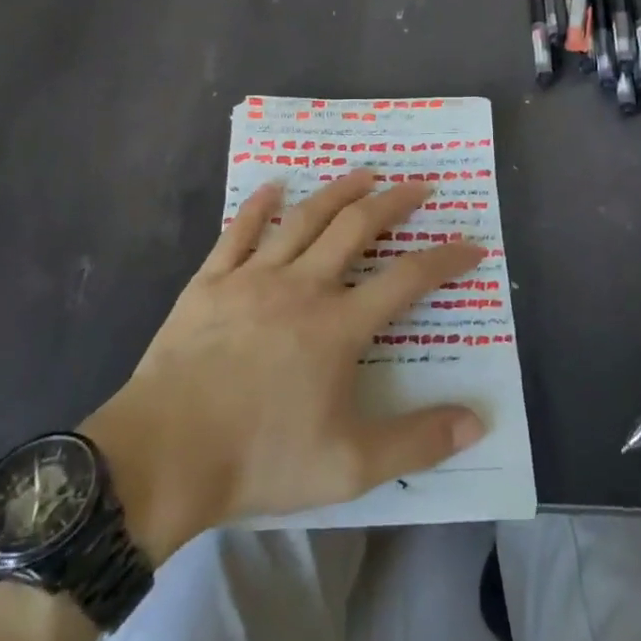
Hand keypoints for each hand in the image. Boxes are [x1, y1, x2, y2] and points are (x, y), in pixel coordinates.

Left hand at [81, 170, 487, 562]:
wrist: (163, 456)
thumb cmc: (259, 459)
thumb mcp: (349, 466)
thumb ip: (416, 441)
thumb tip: (477, 422)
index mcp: (339, 326)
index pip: (407, 279)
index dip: (445, 258)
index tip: (471, 245)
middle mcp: (302, 287)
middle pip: (357, 228)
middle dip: (394, 202)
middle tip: (420, 186)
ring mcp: (253, 278)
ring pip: (304, 218)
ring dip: (339, 191)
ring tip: (365, 173)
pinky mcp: (211, 281)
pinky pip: (239, 231)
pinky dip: (259, 205)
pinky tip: (274, 186)